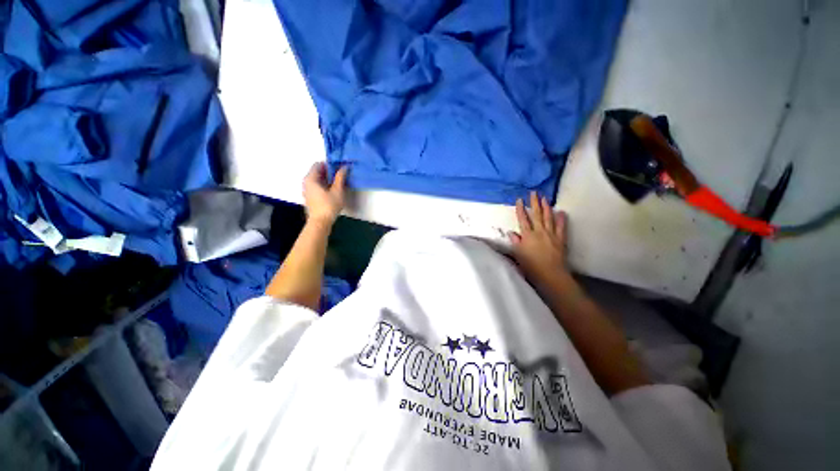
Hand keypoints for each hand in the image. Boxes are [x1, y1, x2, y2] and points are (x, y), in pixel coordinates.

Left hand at [303, 162, 347, 224]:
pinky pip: (317, 187)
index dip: (329, 165)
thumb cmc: (329, 205)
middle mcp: (306, 183)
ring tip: (339, 183)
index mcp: (311, 178)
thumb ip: (340, 178)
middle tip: (341, 175)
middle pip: (317, 172)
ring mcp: (307, 190)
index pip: (318, 165)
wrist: (320, 222)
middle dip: (329, 172)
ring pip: (317, 180)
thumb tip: (344, 167)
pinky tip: (333, 192)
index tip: (339, 168)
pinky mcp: (310, 197)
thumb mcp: (337, 191)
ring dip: (327, 180)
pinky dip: (324, 186)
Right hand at [508, 191, 570, 287]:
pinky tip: (561, 212)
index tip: (519, 199)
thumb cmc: (531, 266)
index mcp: (528, 235)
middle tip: (534, 192)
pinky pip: (561, 227)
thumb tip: (511, 232)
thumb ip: (515, 242)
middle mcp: (539, 232)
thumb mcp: (518, 255)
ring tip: (545, 198)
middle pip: (536, 215)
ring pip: (548, 218)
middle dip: (534, 203)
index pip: (523, 219)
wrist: (551, 275)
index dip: (520, 209)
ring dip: (546, 207)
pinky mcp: (560, 239)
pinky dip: (561, 219)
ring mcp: (551, 234)